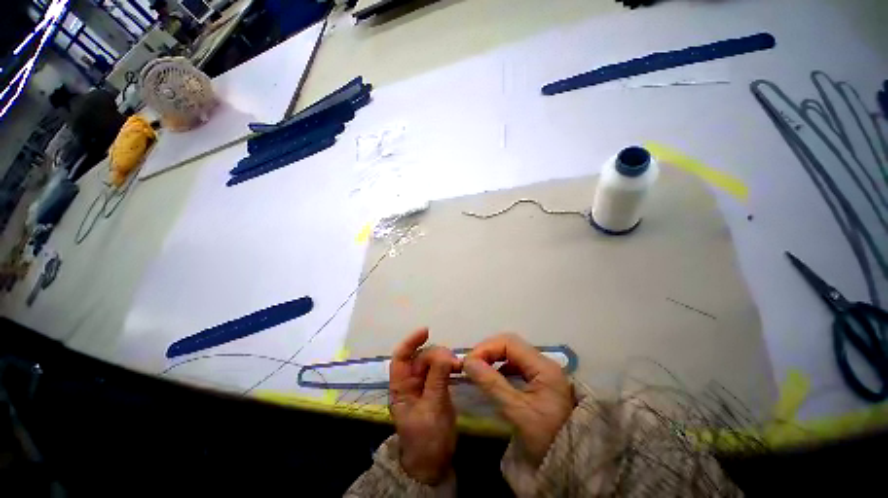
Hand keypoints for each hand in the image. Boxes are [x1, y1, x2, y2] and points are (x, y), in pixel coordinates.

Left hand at [389, 328, 460, 484]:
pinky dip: (449, 365)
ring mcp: (424, 384)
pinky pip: (441, 369)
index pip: (401, 357)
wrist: (435, 463)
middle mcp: (411, 382)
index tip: (426, 331)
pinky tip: (458, 367)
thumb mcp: (432, 409)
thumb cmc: (427, 440)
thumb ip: (437, 380)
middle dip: (436, 354)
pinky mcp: (436, 387)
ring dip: (445, 358)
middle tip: (453, 362)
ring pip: (432, 361)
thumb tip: (445, 355)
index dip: (410, 342)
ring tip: (458, 366)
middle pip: (420, 356)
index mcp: (401, 387)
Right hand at [464, 333, 574, 465]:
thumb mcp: (517, 411)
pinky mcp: (539, 380)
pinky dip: (500, 367)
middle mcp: (543, 362)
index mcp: (542, 366)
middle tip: (471, 365)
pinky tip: (493, 379)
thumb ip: (492, 384)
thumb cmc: (546, 438)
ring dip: (493, 358)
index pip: (509, 343)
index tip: (469, 362)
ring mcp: (542, 371)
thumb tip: (468, 362)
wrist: (572, 464)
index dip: (486, 348)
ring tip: (478, 370)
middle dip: (488, 351)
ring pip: (512, 354)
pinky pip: (516, 365)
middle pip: (510, 345)